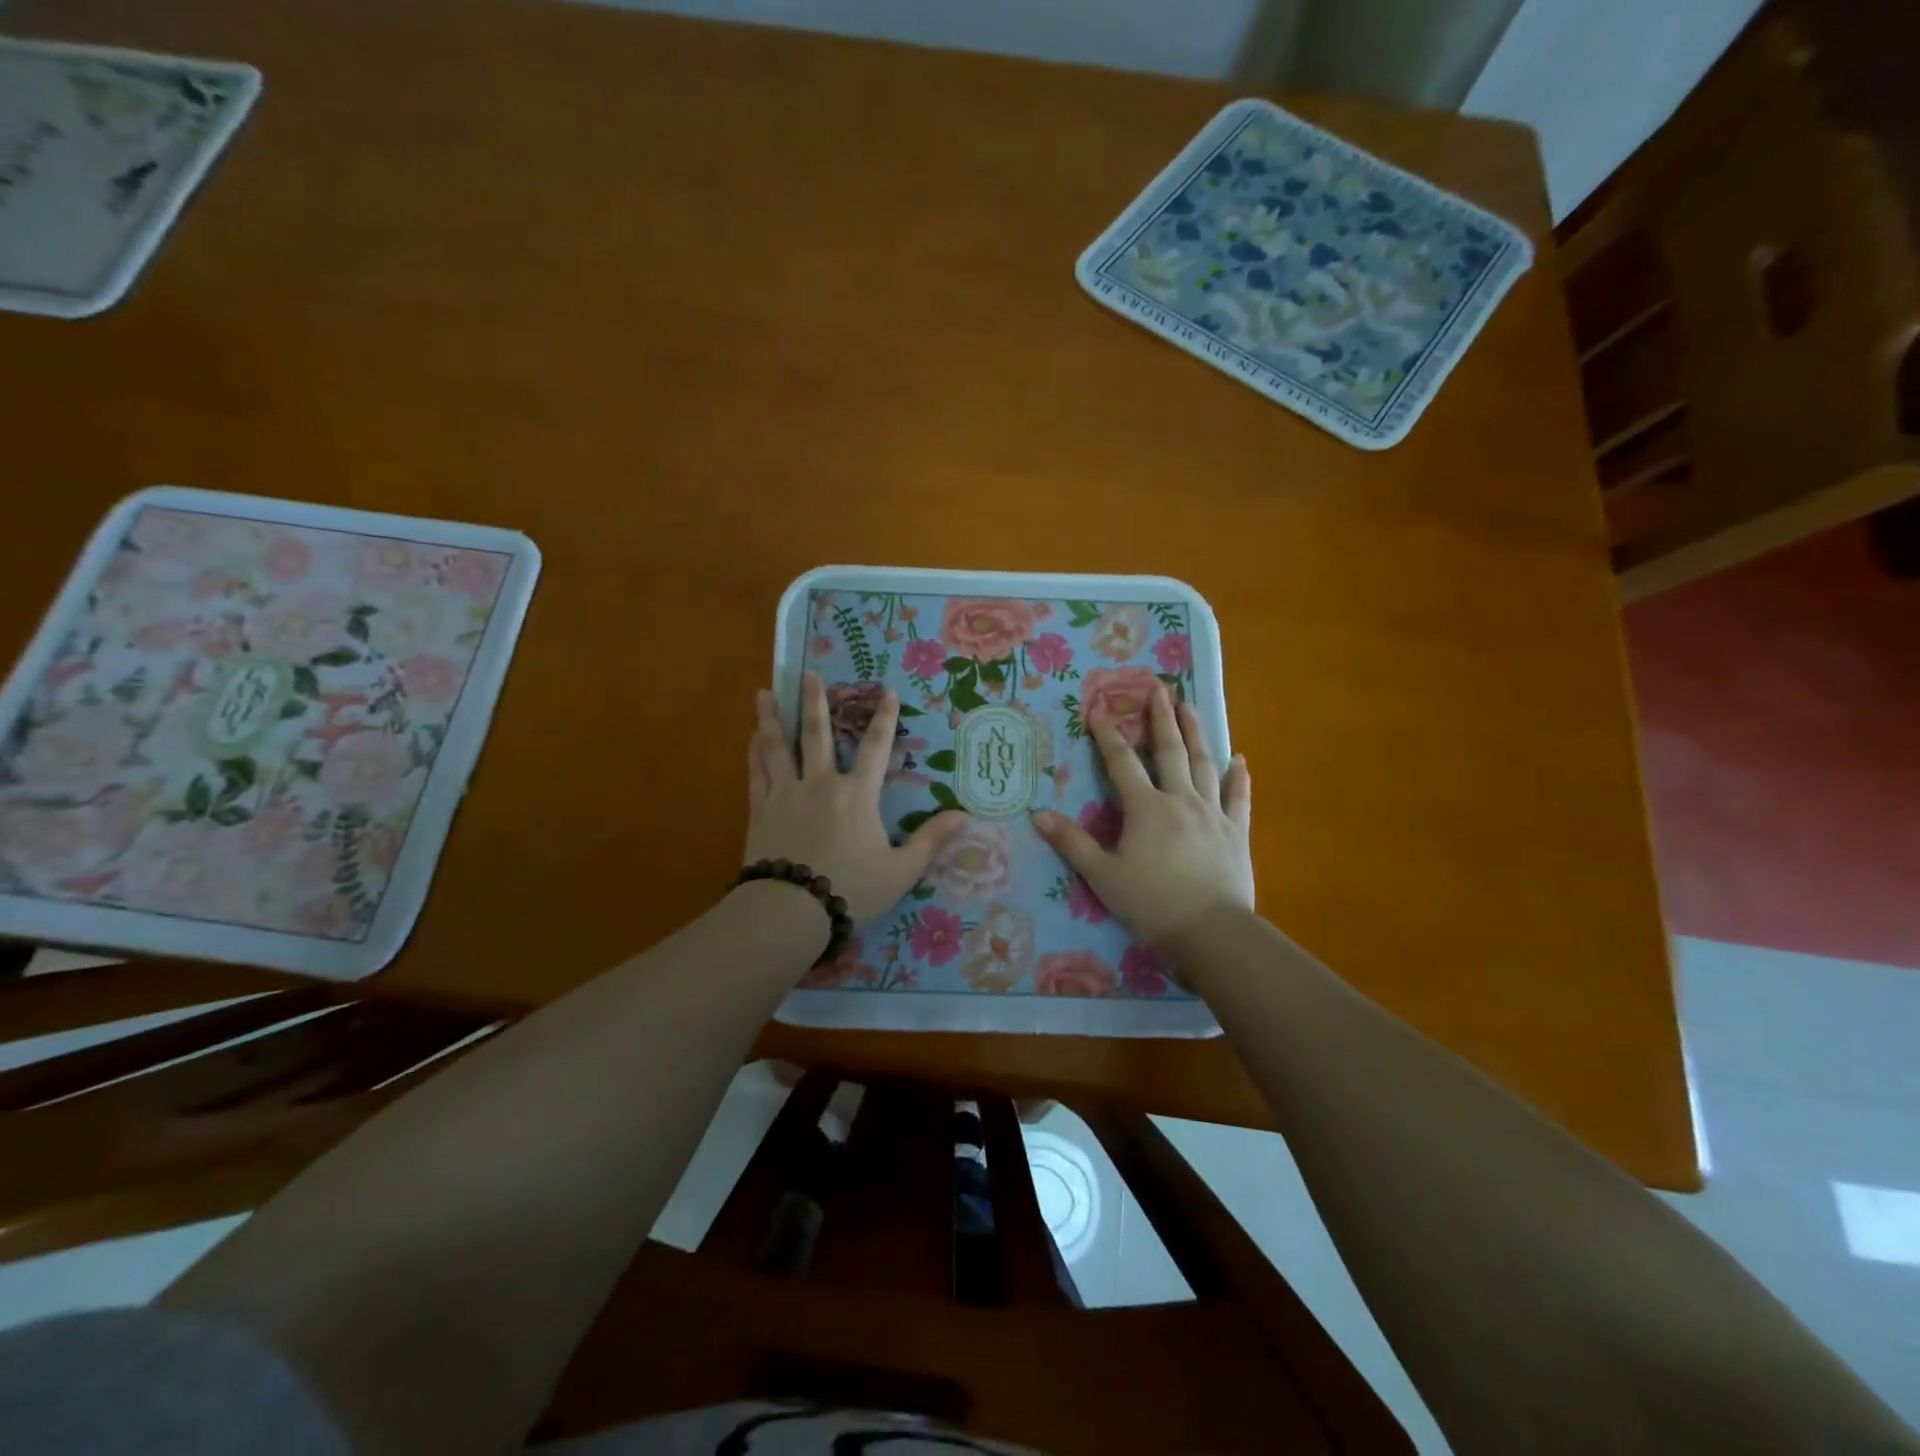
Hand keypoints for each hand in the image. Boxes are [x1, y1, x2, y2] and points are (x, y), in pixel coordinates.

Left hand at [746, 673, 968, 923]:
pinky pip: (757, 775)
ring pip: (778, 748)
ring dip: (772, 718)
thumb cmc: (851, 889)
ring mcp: (786, 795)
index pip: (876, 748)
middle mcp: (820, 784)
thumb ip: (930, 840)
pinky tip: (750, 739)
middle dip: (815, 702)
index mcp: (857, 795)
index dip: (883, 718)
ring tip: (763, 693)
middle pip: (818, 735)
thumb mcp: (901, 870)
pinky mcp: (761, 812)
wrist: (790, 911)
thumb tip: (963, 815)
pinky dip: (754, 755)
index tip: (886, 690)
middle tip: (809, 674)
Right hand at [1033, 682, 1252, 947]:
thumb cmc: (1152, 903)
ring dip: (1196, 733)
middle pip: (1170, 750)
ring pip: (1204, 764)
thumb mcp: (1102, 875)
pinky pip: (1238, 798)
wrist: (1211, 932)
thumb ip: (1072, 842)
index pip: (1122, 762)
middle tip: (1159, 688)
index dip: (1108, 735)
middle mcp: (1180, 800)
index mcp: (1146, 807)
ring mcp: (1213, 813)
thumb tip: (1038, 814)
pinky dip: (1238, 777)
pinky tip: (1239, 759)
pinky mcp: (1236, 832)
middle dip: (1161, 718)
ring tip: (1190, 707)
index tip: (1099, 708)